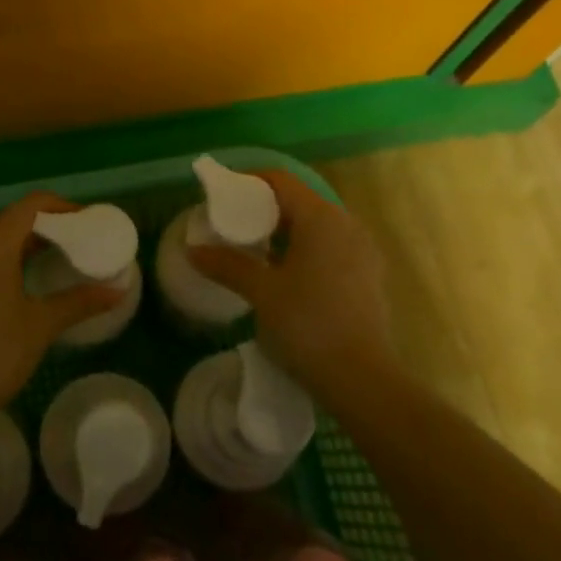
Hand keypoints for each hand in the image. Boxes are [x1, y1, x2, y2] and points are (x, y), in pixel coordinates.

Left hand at [0, 191, 124, 421]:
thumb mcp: (41, 325)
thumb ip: (80, 302)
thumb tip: (118, 290)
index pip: (33, 204)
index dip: (64, 208)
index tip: (90, 223)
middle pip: (16, 219)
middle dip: (51, 227)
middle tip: (83, 245)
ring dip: (30, 244)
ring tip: (62, 262)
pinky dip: (11, 259)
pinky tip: (30, 282)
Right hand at [187, 169, 393, 391]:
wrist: (362, 379)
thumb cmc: (308, 325)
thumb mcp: (262, 292)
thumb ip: (227, 265)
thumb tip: (193, 250)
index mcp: (322, 218)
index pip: (280, 181)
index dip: (248, 181)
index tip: (221, 195)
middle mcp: (346, 225)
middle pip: (299, 201)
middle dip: (262, 208)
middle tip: (230, 225)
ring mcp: (361, 251)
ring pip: (315, 226)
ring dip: (283, 231)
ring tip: (252, 250)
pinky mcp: (367, 276)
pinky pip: (329, 247)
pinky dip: (302, 249)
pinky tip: (282, 274)